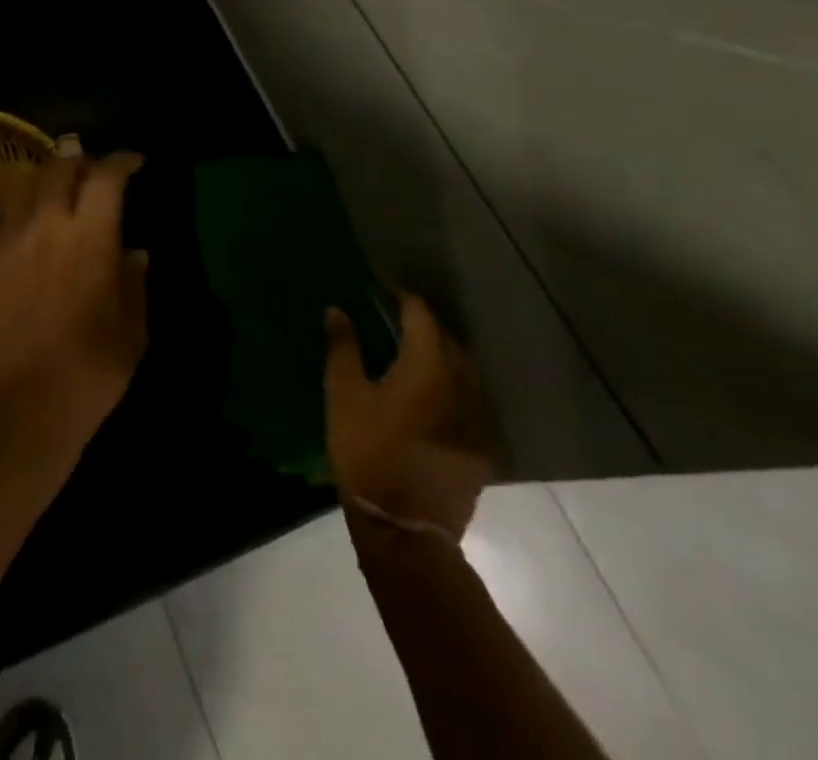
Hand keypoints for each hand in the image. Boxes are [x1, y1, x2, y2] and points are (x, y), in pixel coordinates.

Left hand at [0, 139, 147, 440]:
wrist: (20, 408)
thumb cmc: (90, 372)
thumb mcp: (131, 332)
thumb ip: (133, 283)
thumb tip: (134, 254)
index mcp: (90, 236)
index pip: (106, 177)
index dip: (121, 161)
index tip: (134, 163)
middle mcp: (46, 225)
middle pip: (59, 168)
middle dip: (79, 158)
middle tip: (92, 167)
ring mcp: (9, 242)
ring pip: (24, 188)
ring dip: (46, 181)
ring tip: (57, 192)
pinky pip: (1, 222)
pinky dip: (19, 215)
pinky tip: (26, 232)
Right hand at [323, 294, 494, 540]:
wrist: (405, 527)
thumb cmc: (367, 451)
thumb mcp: (344, 395)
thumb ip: (343, 348)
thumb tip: (337, 310)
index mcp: (428, 366)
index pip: (422, 315)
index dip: (403, 298)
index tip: (382, 290)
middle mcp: (460, 384)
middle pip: (447, 339)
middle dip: (424, 324)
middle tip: (394, 317)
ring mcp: (476, 417)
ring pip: (462, 369)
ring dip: (440, 353)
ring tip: (412, 351)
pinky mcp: (480, 446)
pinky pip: (468, 399)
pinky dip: (450, 385)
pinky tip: (430, 393)